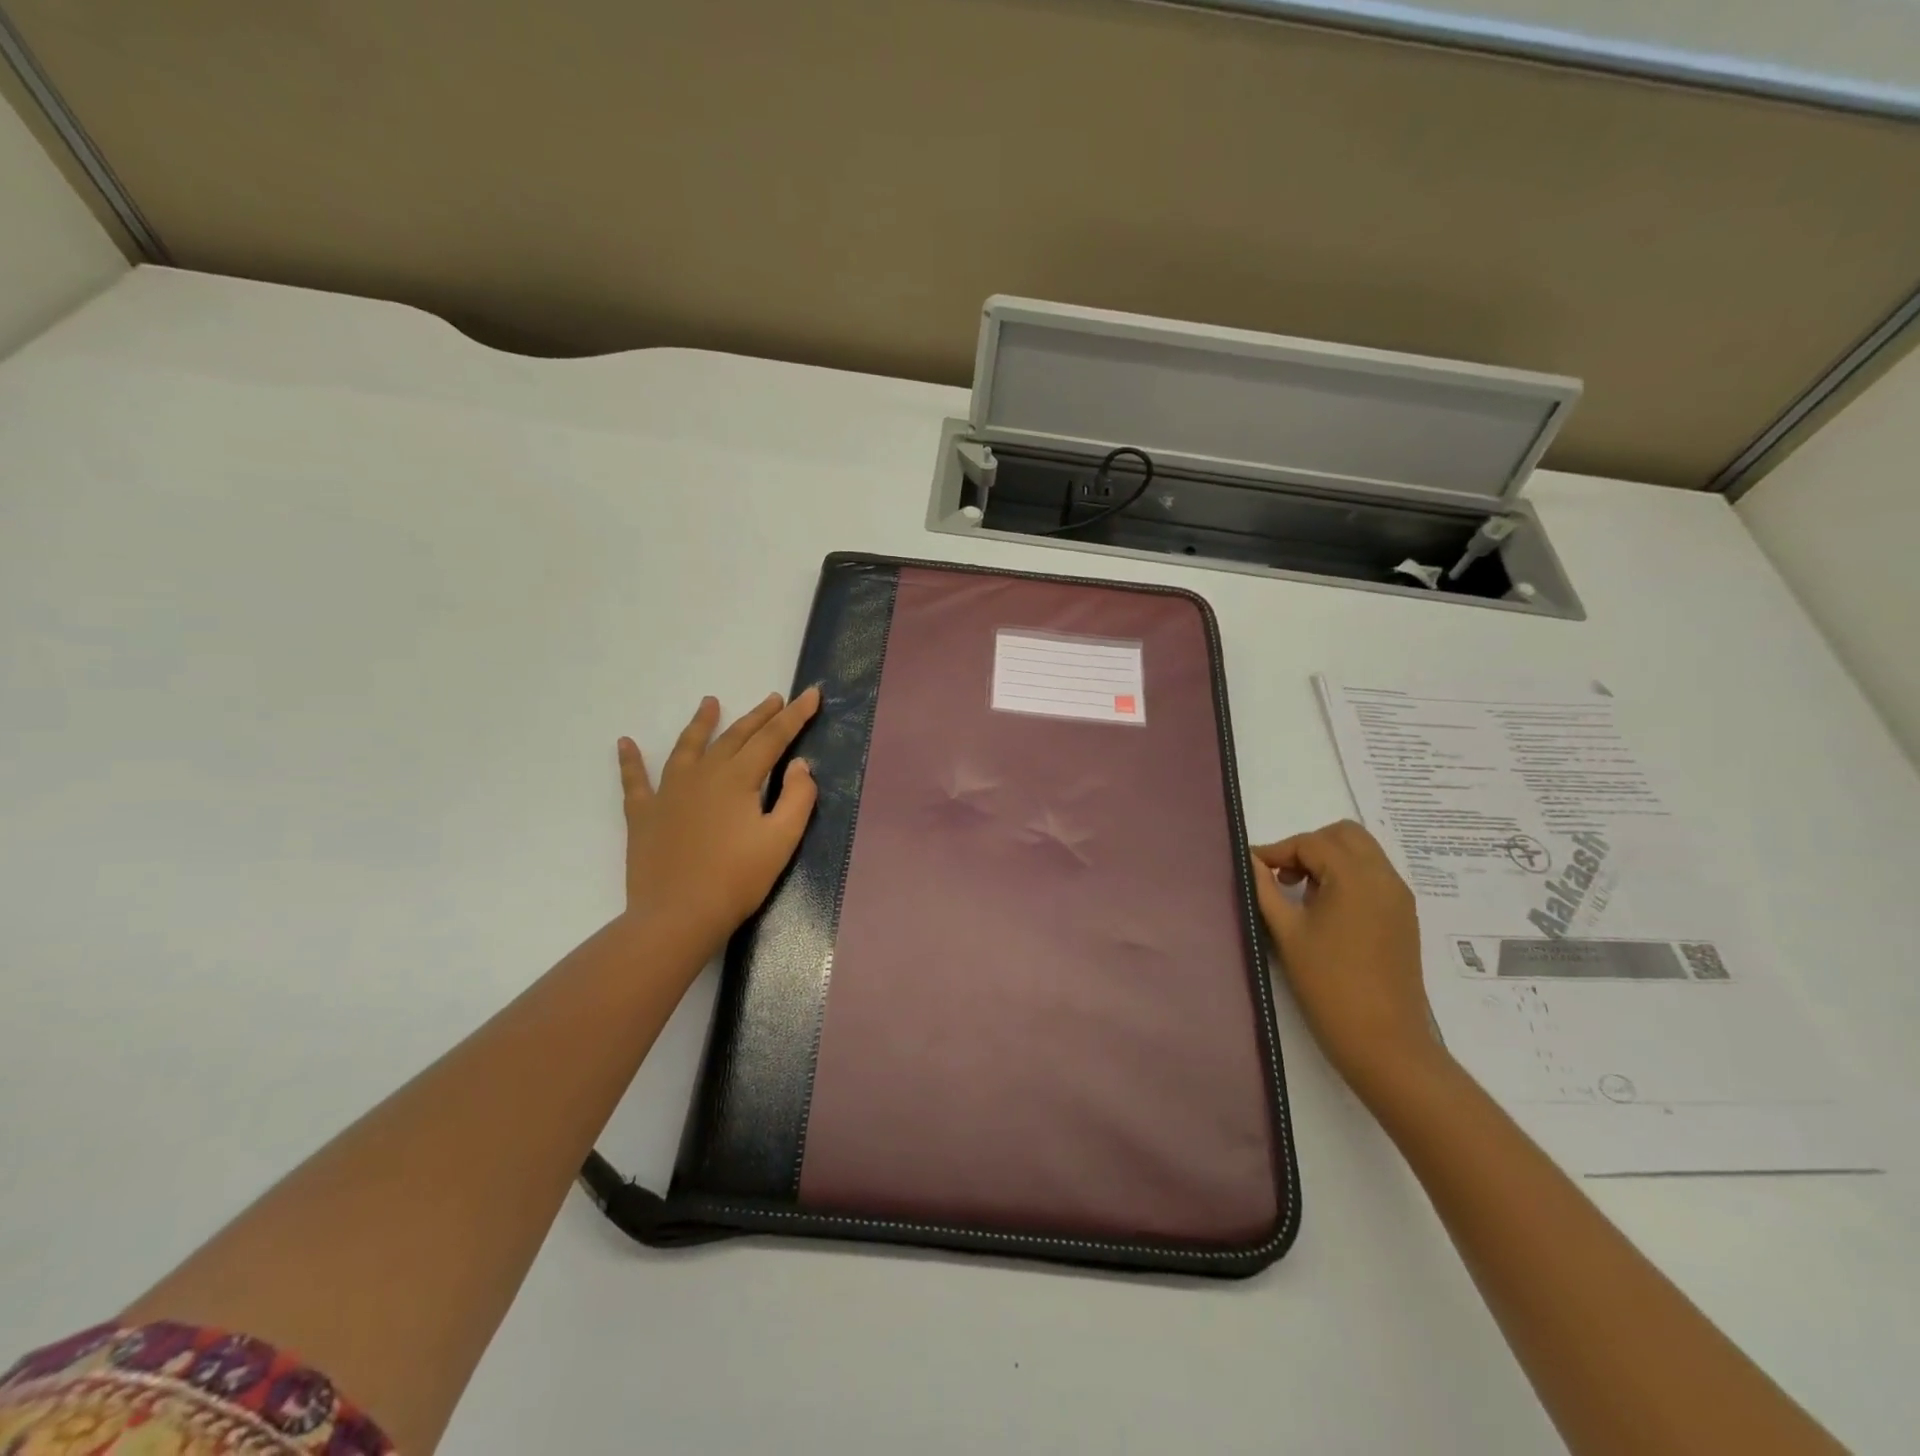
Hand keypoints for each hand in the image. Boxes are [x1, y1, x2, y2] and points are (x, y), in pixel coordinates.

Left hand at [617, 688, 820, 961]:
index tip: (812, 694)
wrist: (677, 917)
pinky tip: (625, 743)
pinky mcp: (644, 814)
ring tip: (710, 702)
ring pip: (688, 747)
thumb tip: (800, 764)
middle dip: (758, 716)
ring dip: (701, 723)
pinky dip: (630, 761)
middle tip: (775, 699)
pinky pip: (635, 780)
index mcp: (738, 778)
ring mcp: (668, 792)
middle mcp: (702, 774)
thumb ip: (798, 797)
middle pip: (735, 736)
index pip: (773, 738)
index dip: (795, 715)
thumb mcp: (782, 840)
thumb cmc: (737, 880)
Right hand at [1251, 820, 1445, 1099]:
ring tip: (1300, 894)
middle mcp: (1384, 878)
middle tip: (1282, 875)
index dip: (1278, 850)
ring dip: (1329, 860)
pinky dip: (1347, 876)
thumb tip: (1251, 860)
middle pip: (1345, 835)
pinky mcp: (1404, 916)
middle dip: (1309, 845)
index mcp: (1355, 877)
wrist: (1383, 1041)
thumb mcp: (1287, 932)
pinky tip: (1325, 910)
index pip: (1311, 843)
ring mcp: (1399, 897)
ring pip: (1362, 853)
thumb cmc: (1328, 984)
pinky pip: (1374, 876)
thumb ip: (1265, 889)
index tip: (1254, 869)